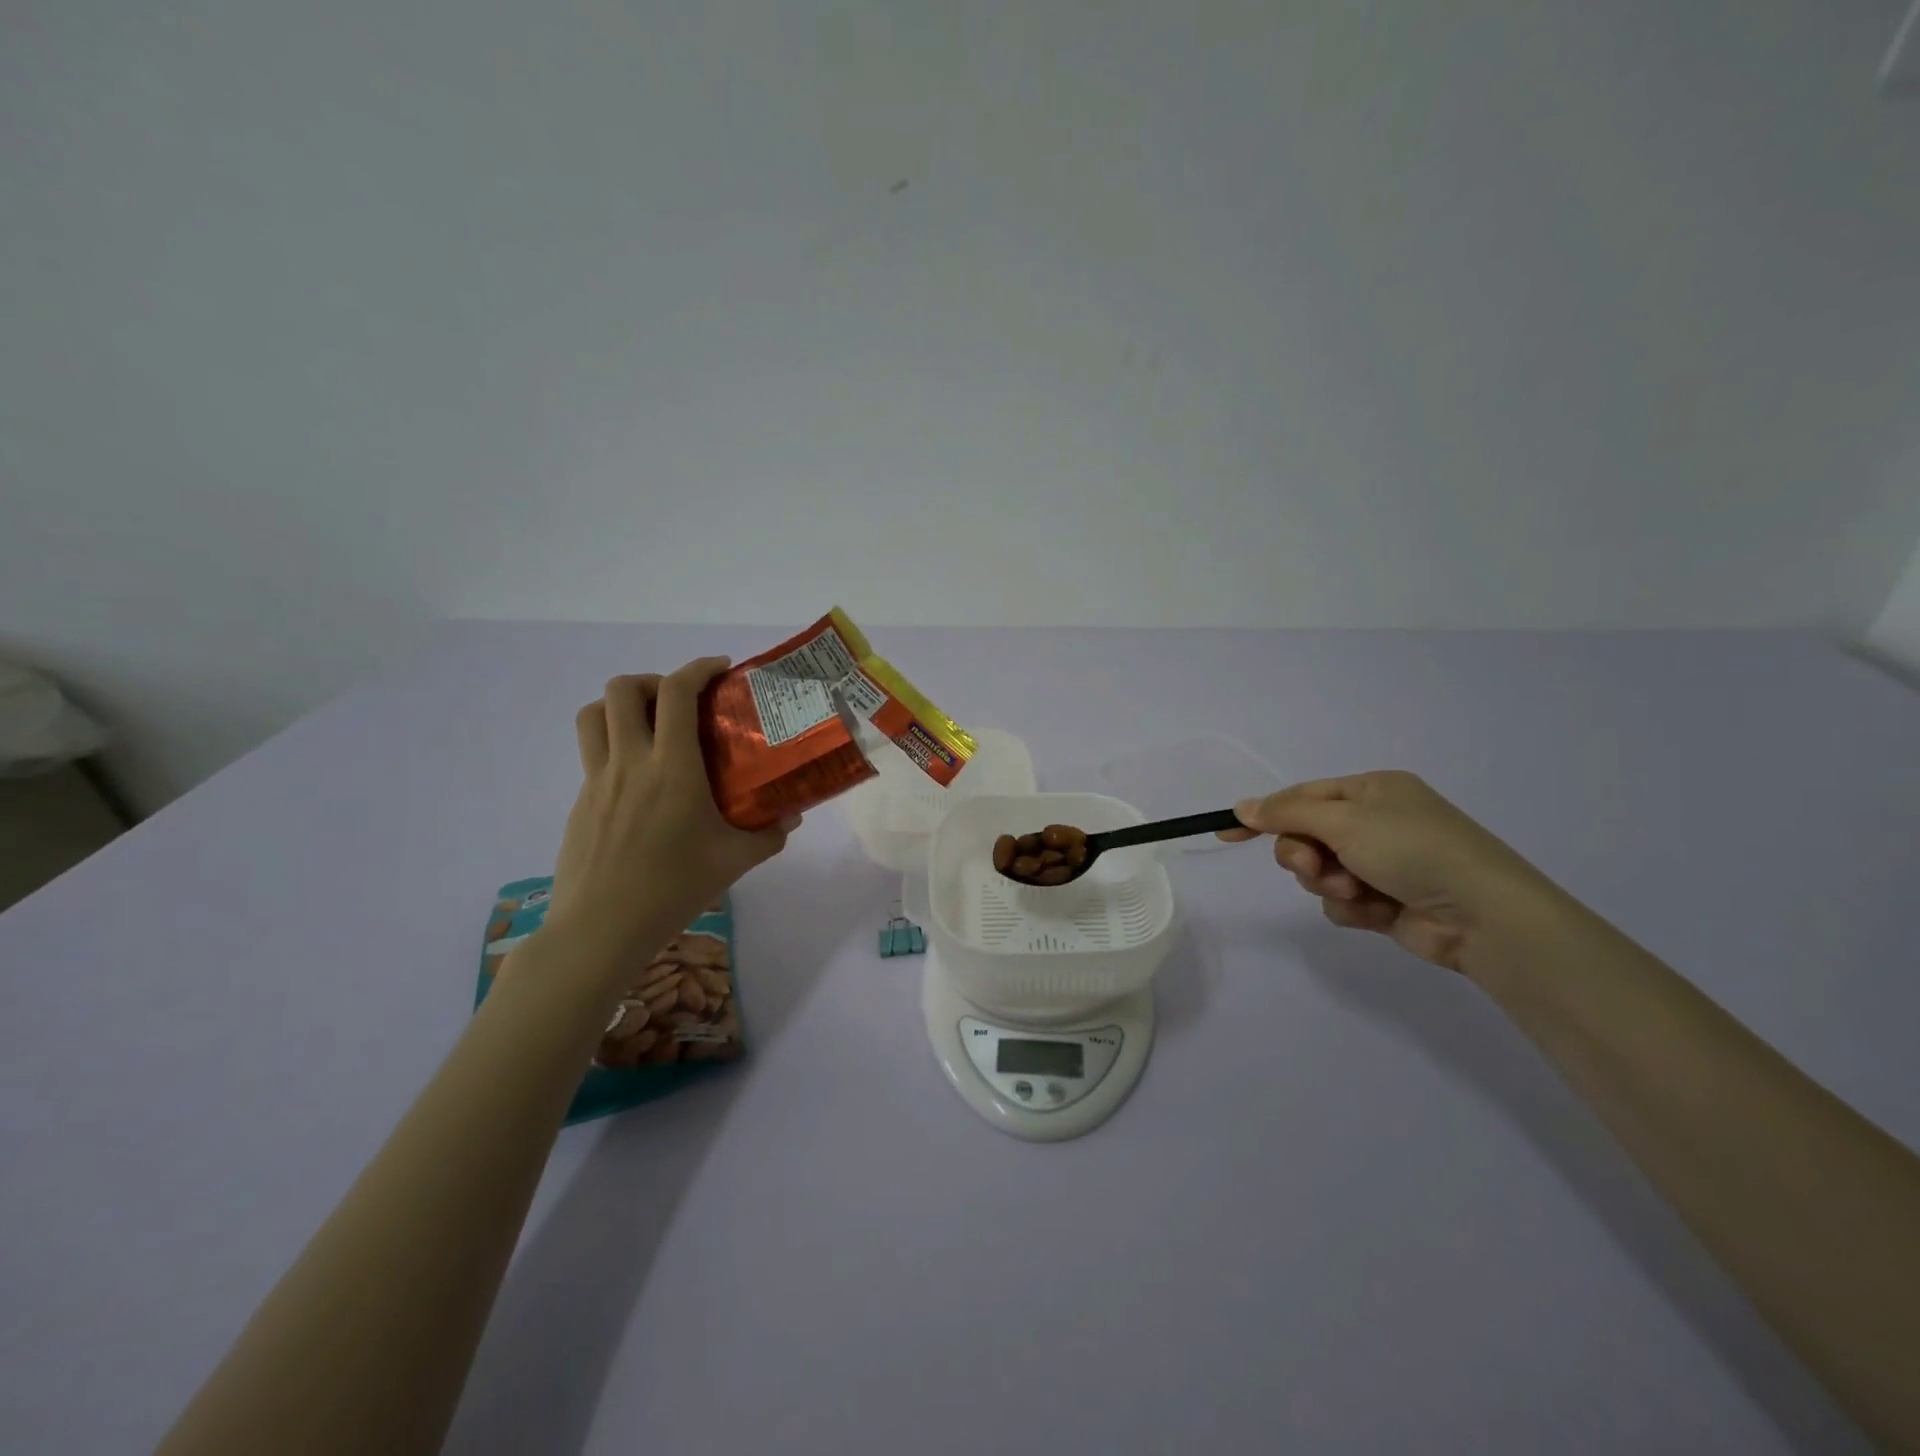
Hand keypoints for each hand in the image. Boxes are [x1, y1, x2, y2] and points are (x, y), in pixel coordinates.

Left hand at [543, 658, 793, 974]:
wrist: (601, 929)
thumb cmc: (673, 889)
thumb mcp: (735, 861)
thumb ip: (769, 834)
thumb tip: (792, 815)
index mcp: (672, 768)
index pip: (677, 693)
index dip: (698, 668)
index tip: (721, 669)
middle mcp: (630, 762)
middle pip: (622, 689)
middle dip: (654, 680)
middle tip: (681, 701)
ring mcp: (597, 780)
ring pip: (594, 714)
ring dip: (623, 704)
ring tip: (651, 724)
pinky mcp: (581, 801)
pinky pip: (592, 752)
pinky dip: (615, 744)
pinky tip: (641, 781)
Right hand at [1220, 770, 1552, 972]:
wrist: (1483, 915)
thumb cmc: (1412, 849)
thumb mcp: (1344, 820)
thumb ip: (1287, 813)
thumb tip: (1242, 806)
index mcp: (1371, 790)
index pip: (1301, 796)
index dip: (1264, 814)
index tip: (1228, 832)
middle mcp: (1375, 822)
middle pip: (1306, 836)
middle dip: (1304, 855)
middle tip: (1315, 867)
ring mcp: (1382, 863)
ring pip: (1320, 872)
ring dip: (1329, 883)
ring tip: (1357, 891)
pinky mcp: (1386, 900)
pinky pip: (1342, 900)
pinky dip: (1352, 906)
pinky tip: (1377, 911)